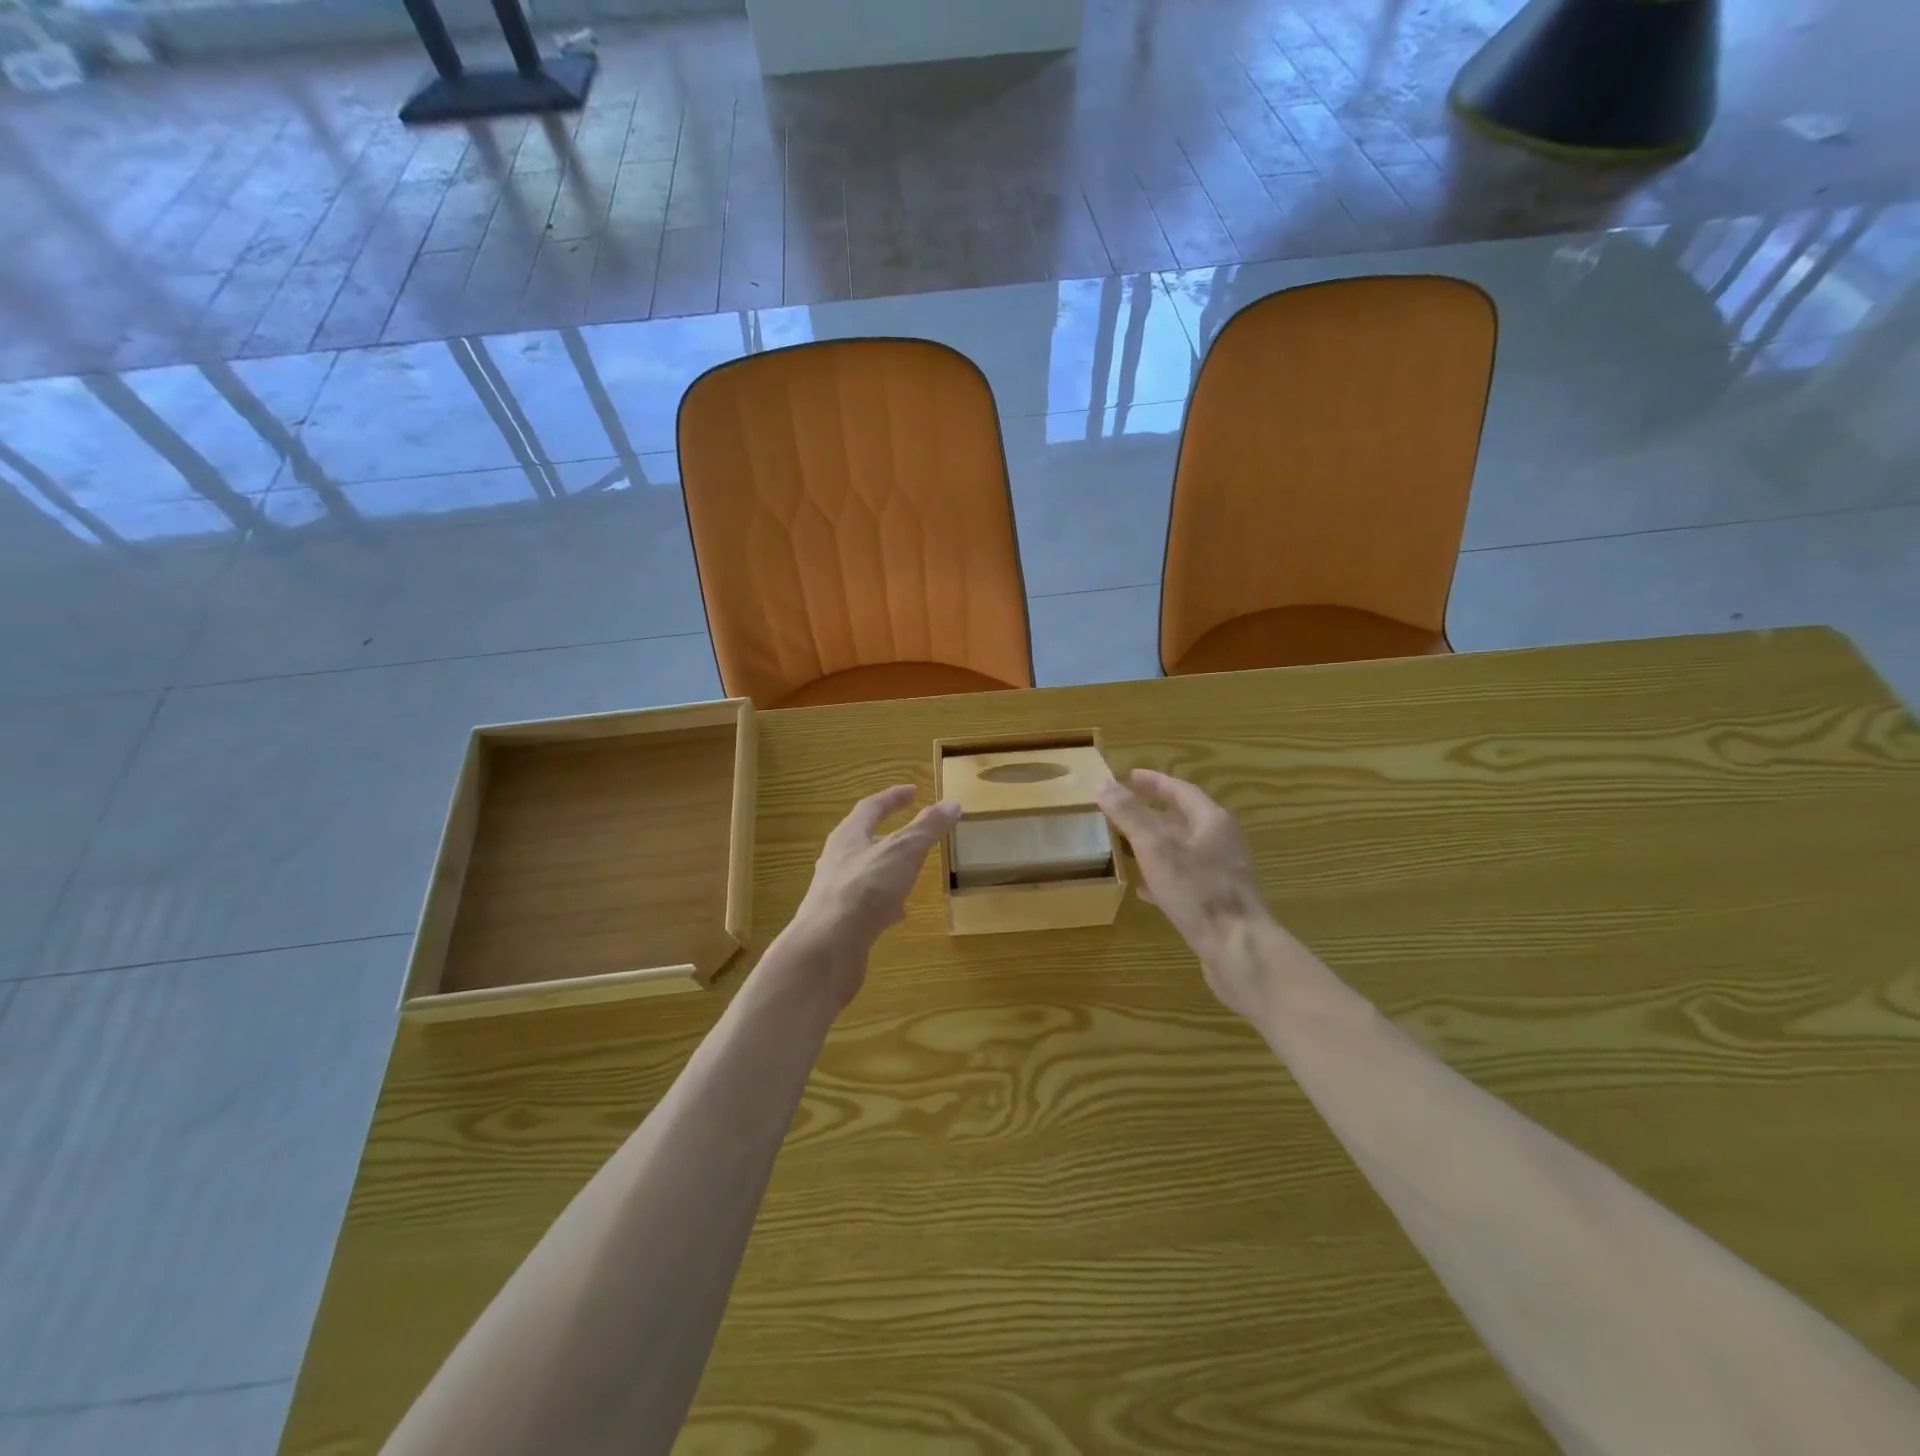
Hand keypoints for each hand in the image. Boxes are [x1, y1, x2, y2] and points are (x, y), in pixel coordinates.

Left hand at [784, 786, 959, 1003]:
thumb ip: (927, 828)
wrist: (826, 949)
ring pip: (866, 872)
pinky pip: (867, 903)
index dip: (893, 798)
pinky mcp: (841, 922)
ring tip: (911, 871)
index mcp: (848, 836)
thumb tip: (952, 803)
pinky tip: (900, 913)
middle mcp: (837, 860)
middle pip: (864, 839)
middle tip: (913, 831)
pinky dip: (886, 902)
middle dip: (889, 833)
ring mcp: (837, 892)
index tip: (913, 791)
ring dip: (888, 868)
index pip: (871, 807)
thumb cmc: (865, 890)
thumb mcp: (903, 851)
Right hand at [1095, 769, 1276, 1016]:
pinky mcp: (1216, 902)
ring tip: (1127, 845)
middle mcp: (1221, 842)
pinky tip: (1143, 889)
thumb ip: (1129, 814)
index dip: (1155, 782)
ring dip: (1156, 844)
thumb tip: (1103, 783)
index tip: (1130, 777)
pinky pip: (1185, 879)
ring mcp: (1221, 874)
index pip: (1181, 790)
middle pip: (1184, 819)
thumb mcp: (1155, 848)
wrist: (1238, 949)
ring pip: (1183, 850)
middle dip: (1153, 812)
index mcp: (1212, 821)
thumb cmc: (1198, 891)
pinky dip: (1162, 876)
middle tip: (1125, 808)